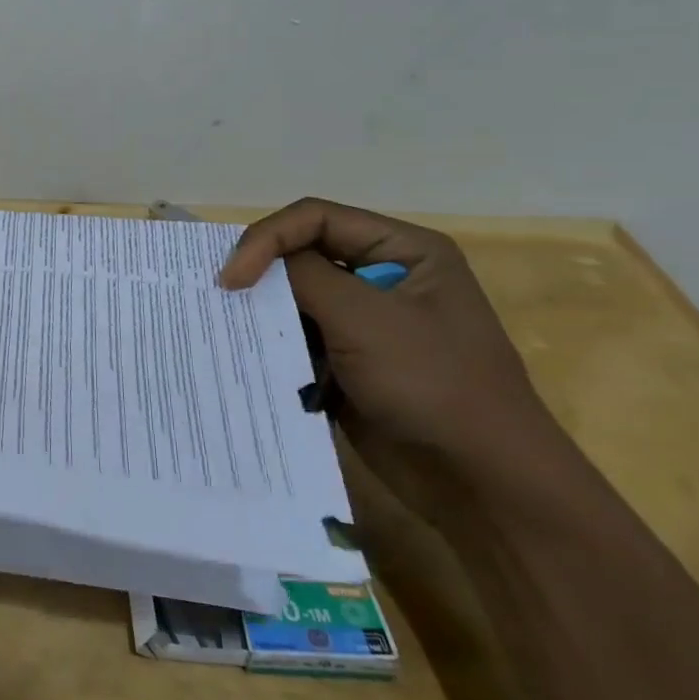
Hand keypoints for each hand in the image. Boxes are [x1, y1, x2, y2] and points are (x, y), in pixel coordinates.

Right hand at [220, 197, 570, 520]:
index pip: (315, 218)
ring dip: (262, 310)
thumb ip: (304, 276)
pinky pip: (299, 337)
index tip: (231, 279)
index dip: (266, 239)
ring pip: (296, 297)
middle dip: (260, 272)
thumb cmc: (431, 383)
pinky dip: (272, 343)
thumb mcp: (364, 317)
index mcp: (403, 250)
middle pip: (302, 253)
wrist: (481, 481)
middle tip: (217, 296)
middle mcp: (384, 276)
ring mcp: (366, 322)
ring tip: (223, 325)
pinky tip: (246, 355)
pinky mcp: (349, 361)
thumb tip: (251, 264)